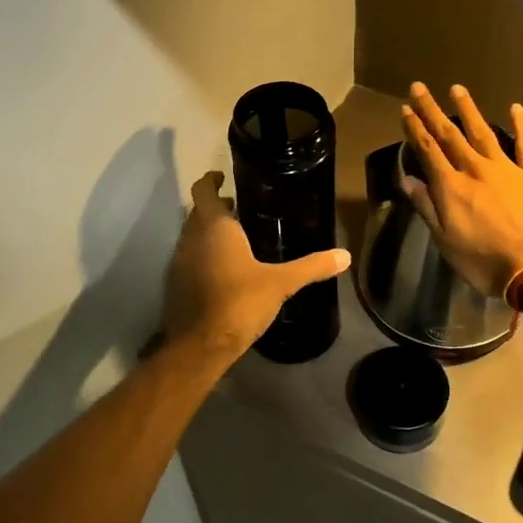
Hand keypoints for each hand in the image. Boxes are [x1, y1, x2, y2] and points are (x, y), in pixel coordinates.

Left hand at [163, 172, 350, 355]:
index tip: (223, 177)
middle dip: (215, 207)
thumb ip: (312, 267)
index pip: (202, 190)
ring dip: (208, 232)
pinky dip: (204, 255)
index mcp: (214, 227)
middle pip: (197, 212)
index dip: (210, 180)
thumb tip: (345, 256)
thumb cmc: (239, 302)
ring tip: (236, 237)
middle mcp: (191, 238)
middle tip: (239, 207)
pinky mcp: (176, 285)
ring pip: (192, 236)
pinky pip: (190, 258)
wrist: (201, 345)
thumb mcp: (281, 283)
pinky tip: (225, 269)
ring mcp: (180, 262)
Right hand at [401, 83, 522, 296]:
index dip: (414, 129)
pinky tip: (515, 108)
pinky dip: (521, 125)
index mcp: (452, 187)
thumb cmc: (485, 262)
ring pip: (483, 132)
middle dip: (432, 111)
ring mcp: (507, 168)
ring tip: (457, 89)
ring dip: (468, 110)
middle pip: (450, 135)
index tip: (405, 109)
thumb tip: (408, 179)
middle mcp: (476, 169)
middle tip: (419, 88)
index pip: (428, 151)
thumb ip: (427, 207)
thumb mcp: (446, 242)